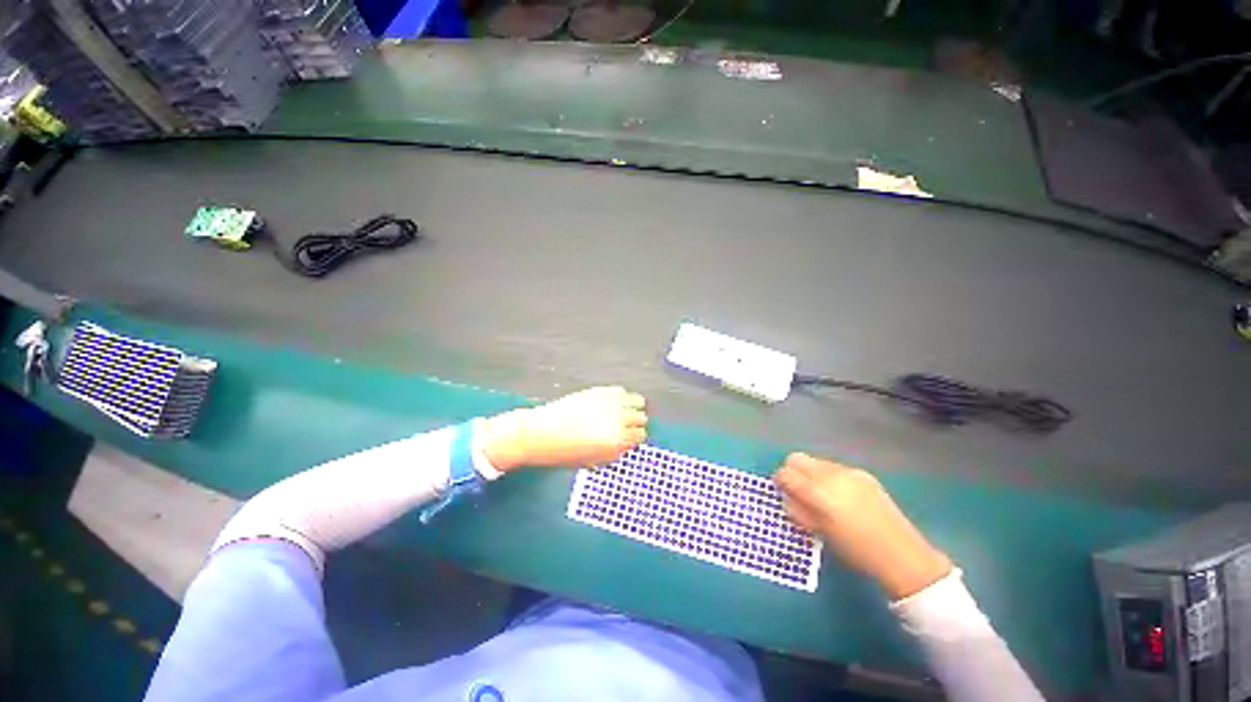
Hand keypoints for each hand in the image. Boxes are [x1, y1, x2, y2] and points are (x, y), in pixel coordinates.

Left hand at [480, 386, 647, 470]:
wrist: (540, 433)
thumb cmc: (564, 452)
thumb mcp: (594, 460)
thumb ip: (615, 451)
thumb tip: (627, 443)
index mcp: (617, 442)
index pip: (640, 436)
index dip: (635, 437)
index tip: (631, 436)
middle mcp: (619, 421)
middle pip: (641, 418)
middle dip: (635, 422)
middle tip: (627, 423)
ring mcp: (611, 403)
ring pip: (638, 401)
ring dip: (633, 406)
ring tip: (623, 409)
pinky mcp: (601, 391)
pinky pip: (622, 391)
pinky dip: (621, 396)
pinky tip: (612, 401)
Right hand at [774, 453, 951, 600]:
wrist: (902, 555)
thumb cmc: (856, 550)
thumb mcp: (820, 532)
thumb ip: (798, 510)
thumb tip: (786, 495)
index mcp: (819, 493)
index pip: (786, 473)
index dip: (780, 480)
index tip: (781, 490)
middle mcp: (831, 475)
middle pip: (797, 458)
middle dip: (792, 471)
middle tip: (797, 490)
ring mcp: (849, 471)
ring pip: (816, 461)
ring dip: (811, 473)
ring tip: (821, 494)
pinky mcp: (863, 473)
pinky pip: (834, 467)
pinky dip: (828, 476)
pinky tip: (840, 495)